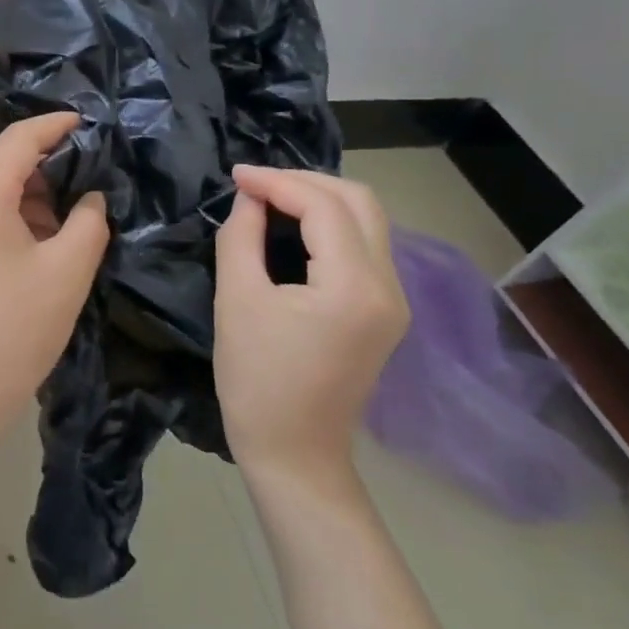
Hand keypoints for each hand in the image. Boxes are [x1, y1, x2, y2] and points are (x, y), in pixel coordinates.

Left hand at [0, 114, 109, 441]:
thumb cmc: (14, 329)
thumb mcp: (67, 271)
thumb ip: (89, 220)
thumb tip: (90, 196)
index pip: (18, 140)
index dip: (56, 125)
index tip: (91, 122)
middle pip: (2, 164)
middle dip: (50, 164)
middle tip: (95, 171)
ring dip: (34, 194)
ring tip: (78, 207)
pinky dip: (15, 217)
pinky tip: (46, 236)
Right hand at [213, 167, 409, 486]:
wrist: (294, 452)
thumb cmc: (257, 379)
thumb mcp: (237, 299)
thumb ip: (241, 236)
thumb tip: (249, 198)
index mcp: (355, 286)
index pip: (324, 206)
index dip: (277, 181)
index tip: (235, 175)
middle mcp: (388, 286)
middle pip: (360, 202)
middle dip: (305, 181)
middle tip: (256, 184)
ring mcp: (393, 300)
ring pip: (367, 221)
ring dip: (320, 200)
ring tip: (270, 199)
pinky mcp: (384, 312)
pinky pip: (363, 247)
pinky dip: (329, 225)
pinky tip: (293, 228)